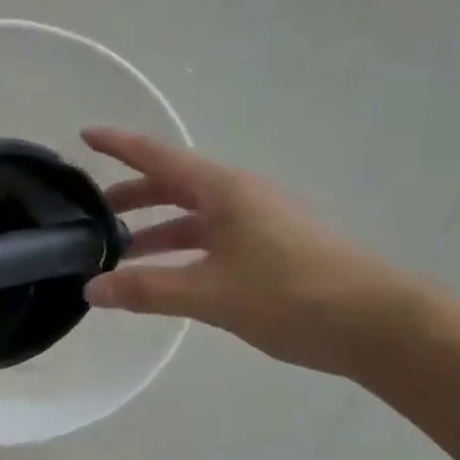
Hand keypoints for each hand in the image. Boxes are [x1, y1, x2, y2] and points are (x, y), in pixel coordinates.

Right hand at [81, 127, 414, 376]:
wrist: (375, 323)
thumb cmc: (289, 294)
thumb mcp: (208, 294)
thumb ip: (145, 290)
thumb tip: (91, 288)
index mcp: (224, 190)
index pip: (159, 157)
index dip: (120, 146)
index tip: (84, 136)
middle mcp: (239, 198)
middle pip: (173, 187)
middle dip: (131, 198)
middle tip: (91, 217)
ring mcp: (257, 224)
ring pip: (191, 219)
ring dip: (154, 233)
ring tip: (118, 256)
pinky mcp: (268, 252)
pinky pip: (209, 242)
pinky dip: (179, 254)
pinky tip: (164, 279)